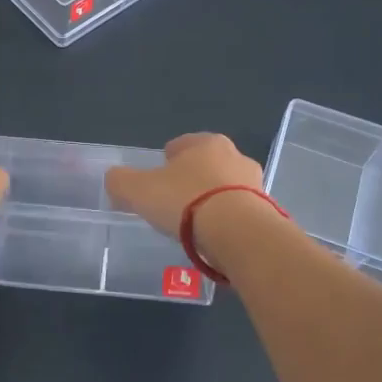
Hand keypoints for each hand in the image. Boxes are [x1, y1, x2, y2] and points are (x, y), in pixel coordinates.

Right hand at [104, 132, 267, 241]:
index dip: (165, 162)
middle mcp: (235, 156)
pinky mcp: (268, 212)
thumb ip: (121, 181)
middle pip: (206, 166)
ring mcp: (256, 184)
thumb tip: (114, 179)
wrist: (240, 234)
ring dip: (212, 203)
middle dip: (192, 181)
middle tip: (174, 205)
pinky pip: (239, 214)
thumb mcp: (138, 190)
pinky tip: (214, 240)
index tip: (156, 183)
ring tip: (195, 228)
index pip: (181, 145)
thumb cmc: (186, 201)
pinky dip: (227, 223)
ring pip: (225, 190)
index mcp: (206, 142)